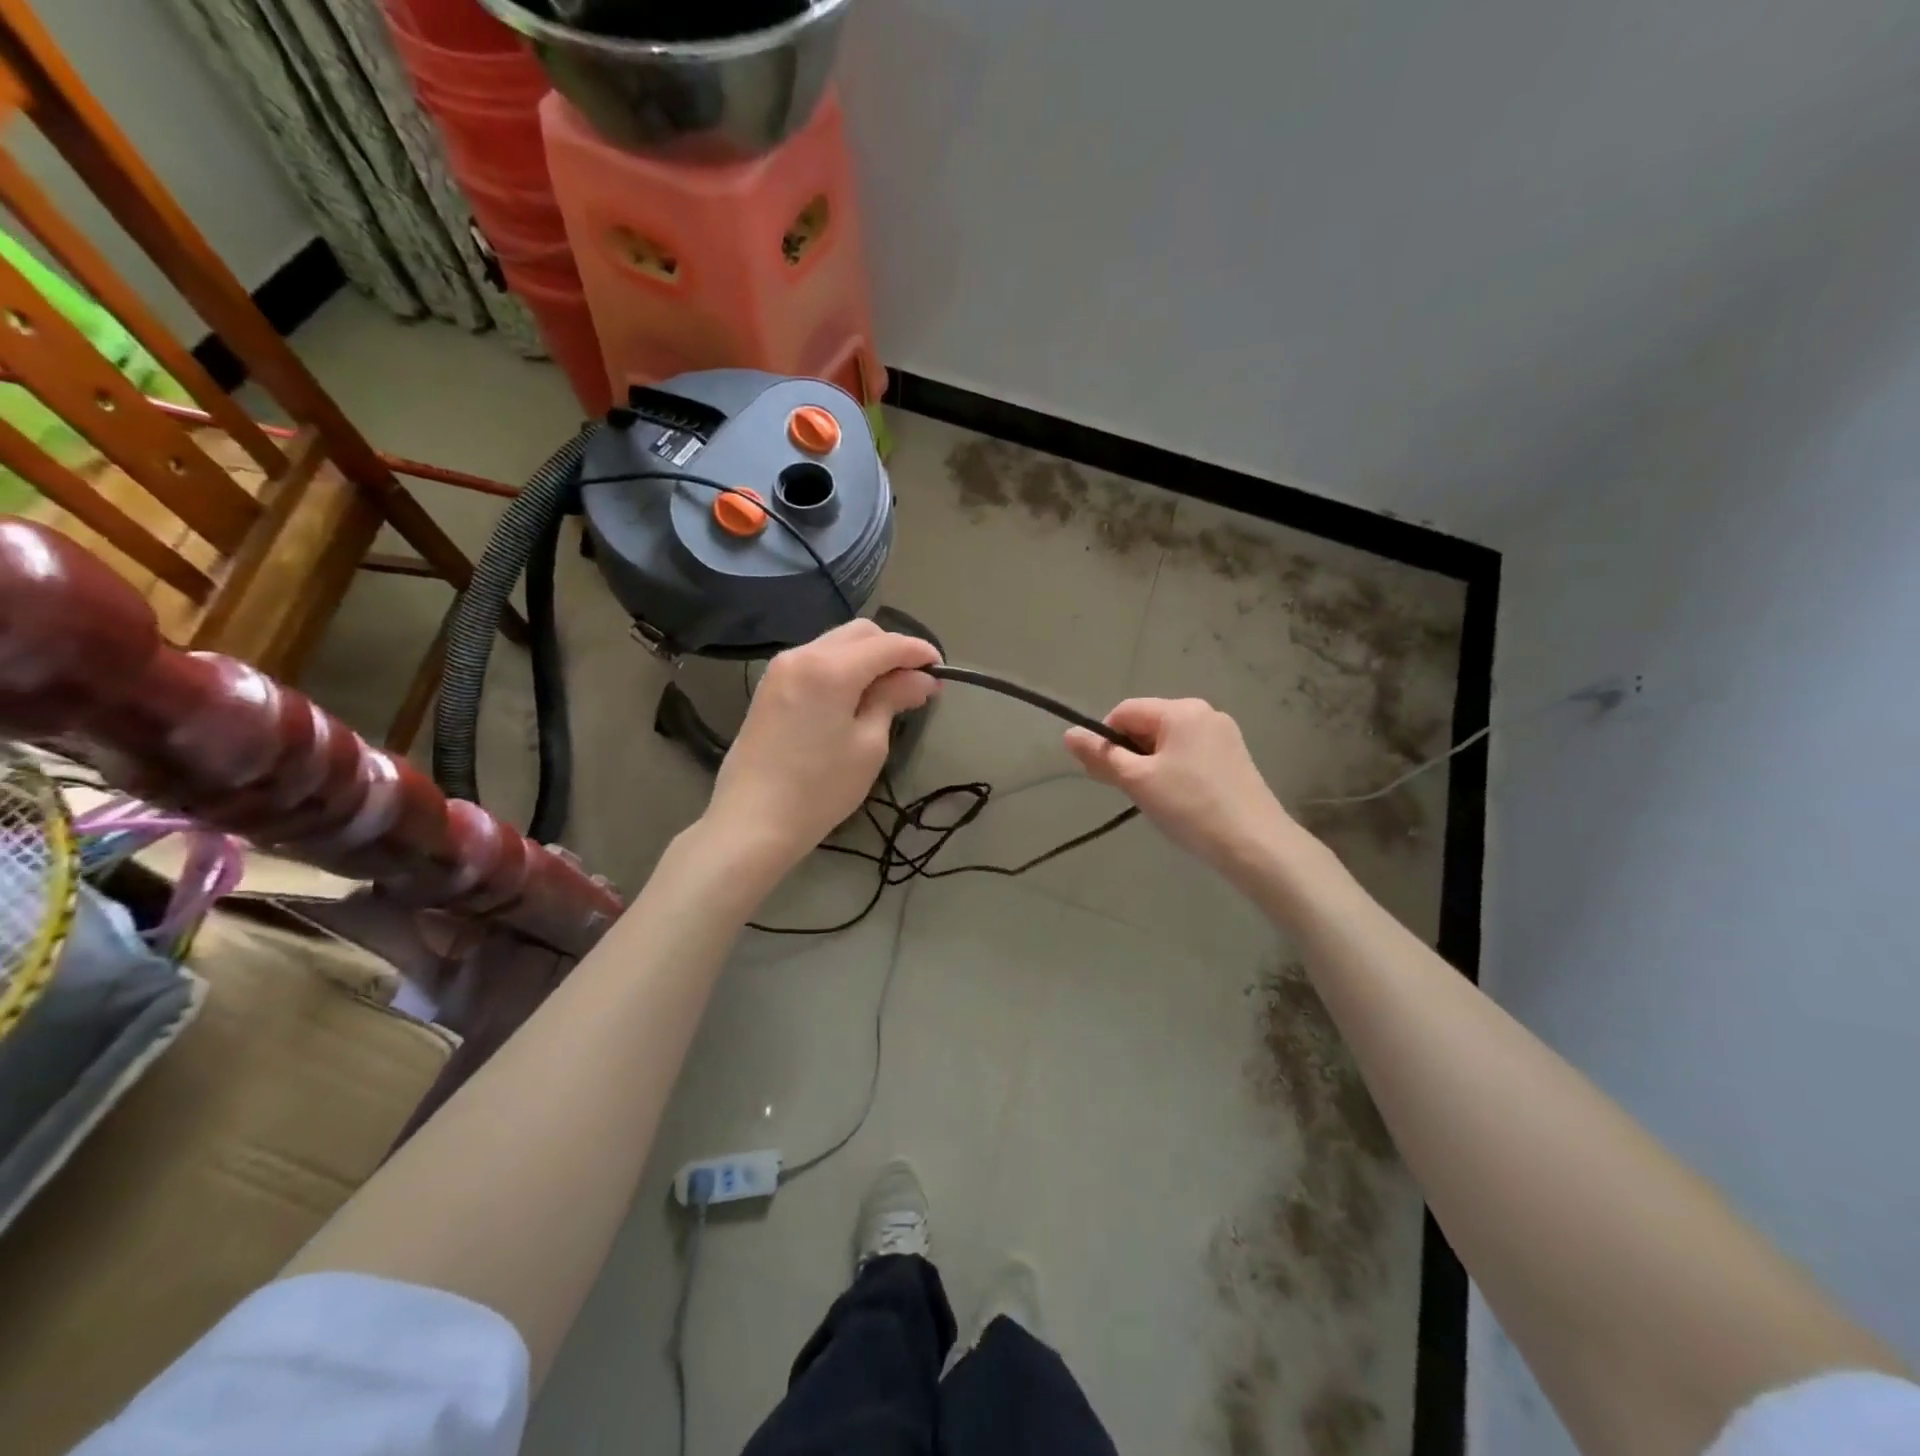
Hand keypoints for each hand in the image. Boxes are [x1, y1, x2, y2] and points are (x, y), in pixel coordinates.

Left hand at [703, 620, 940, 876]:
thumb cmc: (819, 788)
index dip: (918, 652)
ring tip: (888, 692)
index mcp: (830, 668)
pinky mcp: (770, 686)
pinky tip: (854, 696)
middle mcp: (803, 654)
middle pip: (859, 633)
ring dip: (866, 658)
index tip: (941, 670)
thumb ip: (893, 699)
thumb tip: (921, 679)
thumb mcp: (868, 745)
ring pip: (835, 644)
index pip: (887, 645)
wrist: (751, 821)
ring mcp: (781, 668)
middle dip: (892, 650)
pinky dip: (842, 668)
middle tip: (915, 684)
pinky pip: (815, 660)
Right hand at [1064, 698, 1296, 880]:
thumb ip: (1101, 755)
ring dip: (1150, 765)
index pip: (1125, 711)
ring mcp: (1224, 735)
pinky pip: (1190, 754)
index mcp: (1180, 710)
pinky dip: (1174, 771)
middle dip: (1129, 753)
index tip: (1104, 774)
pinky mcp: (1235, 758)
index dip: (1106, 739)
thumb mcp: (1137, 781)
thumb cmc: (1189, 807)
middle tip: (1125, 791)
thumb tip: (1068, 734)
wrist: (1255, 845)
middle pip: (1148, 724)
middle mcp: (1205, 713)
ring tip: (1154, 799)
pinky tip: (1179, 800)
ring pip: (1168, 742)